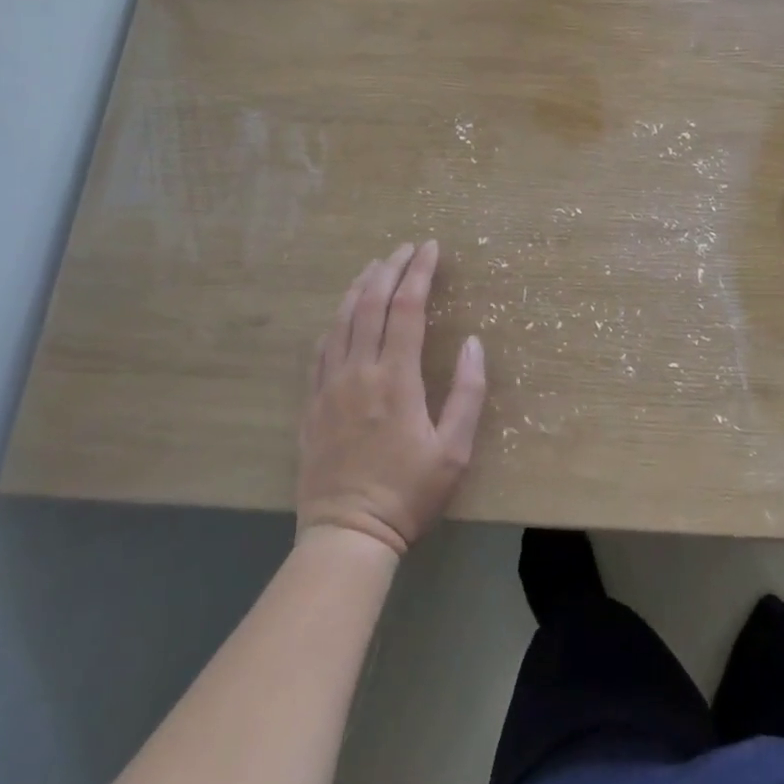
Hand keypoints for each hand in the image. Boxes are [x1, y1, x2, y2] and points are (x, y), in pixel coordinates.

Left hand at [297, 241, 486, 555]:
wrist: (347, 536)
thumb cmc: (408, 494)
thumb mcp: (454, 451)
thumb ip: (467, 393)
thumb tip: (472, 343)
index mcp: (395, 378)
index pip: (407, 308)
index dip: (420, 272)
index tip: (431, 248)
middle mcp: (359, 371)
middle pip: (371, 303)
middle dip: (391, 268)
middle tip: (406, 247)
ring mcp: (329, 385)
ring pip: (342, 319)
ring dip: (360, 286)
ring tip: (376, 265)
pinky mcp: (311, 403)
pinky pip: (321, 347)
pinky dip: (335, 320)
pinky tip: (343, 313)